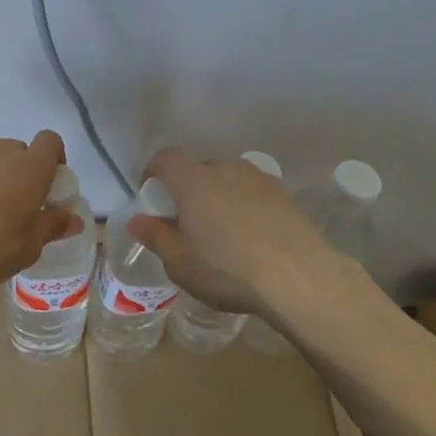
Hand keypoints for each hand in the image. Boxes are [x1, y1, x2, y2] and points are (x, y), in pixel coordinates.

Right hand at [126, 147, 341, 316]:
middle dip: (189, 188)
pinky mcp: (285, 195)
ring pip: (230, 179)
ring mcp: (259, 179)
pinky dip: (246, 206)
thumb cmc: (228, 269)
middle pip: (200, 168)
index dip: (155, 169)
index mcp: (194, 181)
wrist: (299, 277)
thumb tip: (137, 220)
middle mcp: (225, 170)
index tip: (151, 191)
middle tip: (188, 219)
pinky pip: (254, 193)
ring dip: (220, 196)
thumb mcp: (181, 263)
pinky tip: (252, 236)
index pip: (167, 158)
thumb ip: (156, 237)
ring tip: (223, 230)